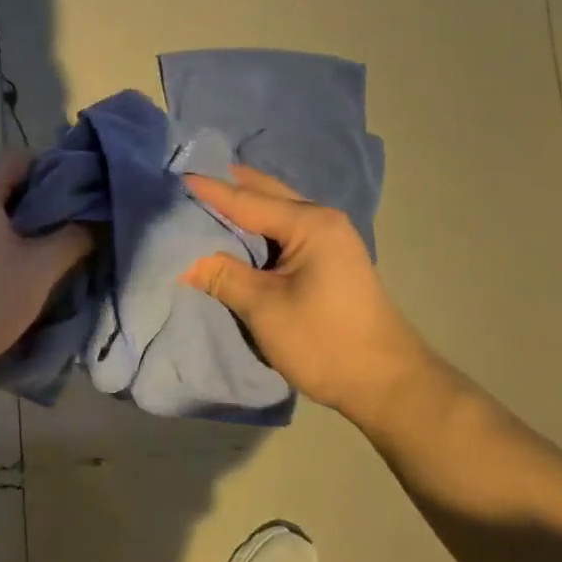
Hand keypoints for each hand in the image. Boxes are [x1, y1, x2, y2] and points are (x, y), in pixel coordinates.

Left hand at [0, 152, 91, 380]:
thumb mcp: (39, 271)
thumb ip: (73, 238)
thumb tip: (94, 220)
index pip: (22, 158)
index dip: (56, 171)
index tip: (82, 198)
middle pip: (5, 186)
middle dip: (41, 205)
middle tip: (72, 230)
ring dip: (19, 230)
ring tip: (47, 255)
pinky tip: (11, 275)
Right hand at [181, 166, 432, 421]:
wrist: (386, 383)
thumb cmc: (325, 342)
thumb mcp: (265, 308)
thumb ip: (222, 276)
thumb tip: (182, 260)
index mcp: (309, 223)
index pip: (247, 200)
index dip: (209, 191)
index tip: (174, 178)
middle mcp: (322, 219)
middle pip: (265, 194)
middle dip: (227, 188)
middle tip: (185, 183)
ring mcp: (329, 238)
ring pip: (275, 211)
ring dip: (242, 207)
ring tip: (201, 203)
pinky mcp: (328, 259)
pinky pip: (284, 230)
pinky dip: (257, 227)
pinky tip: (235, 232)